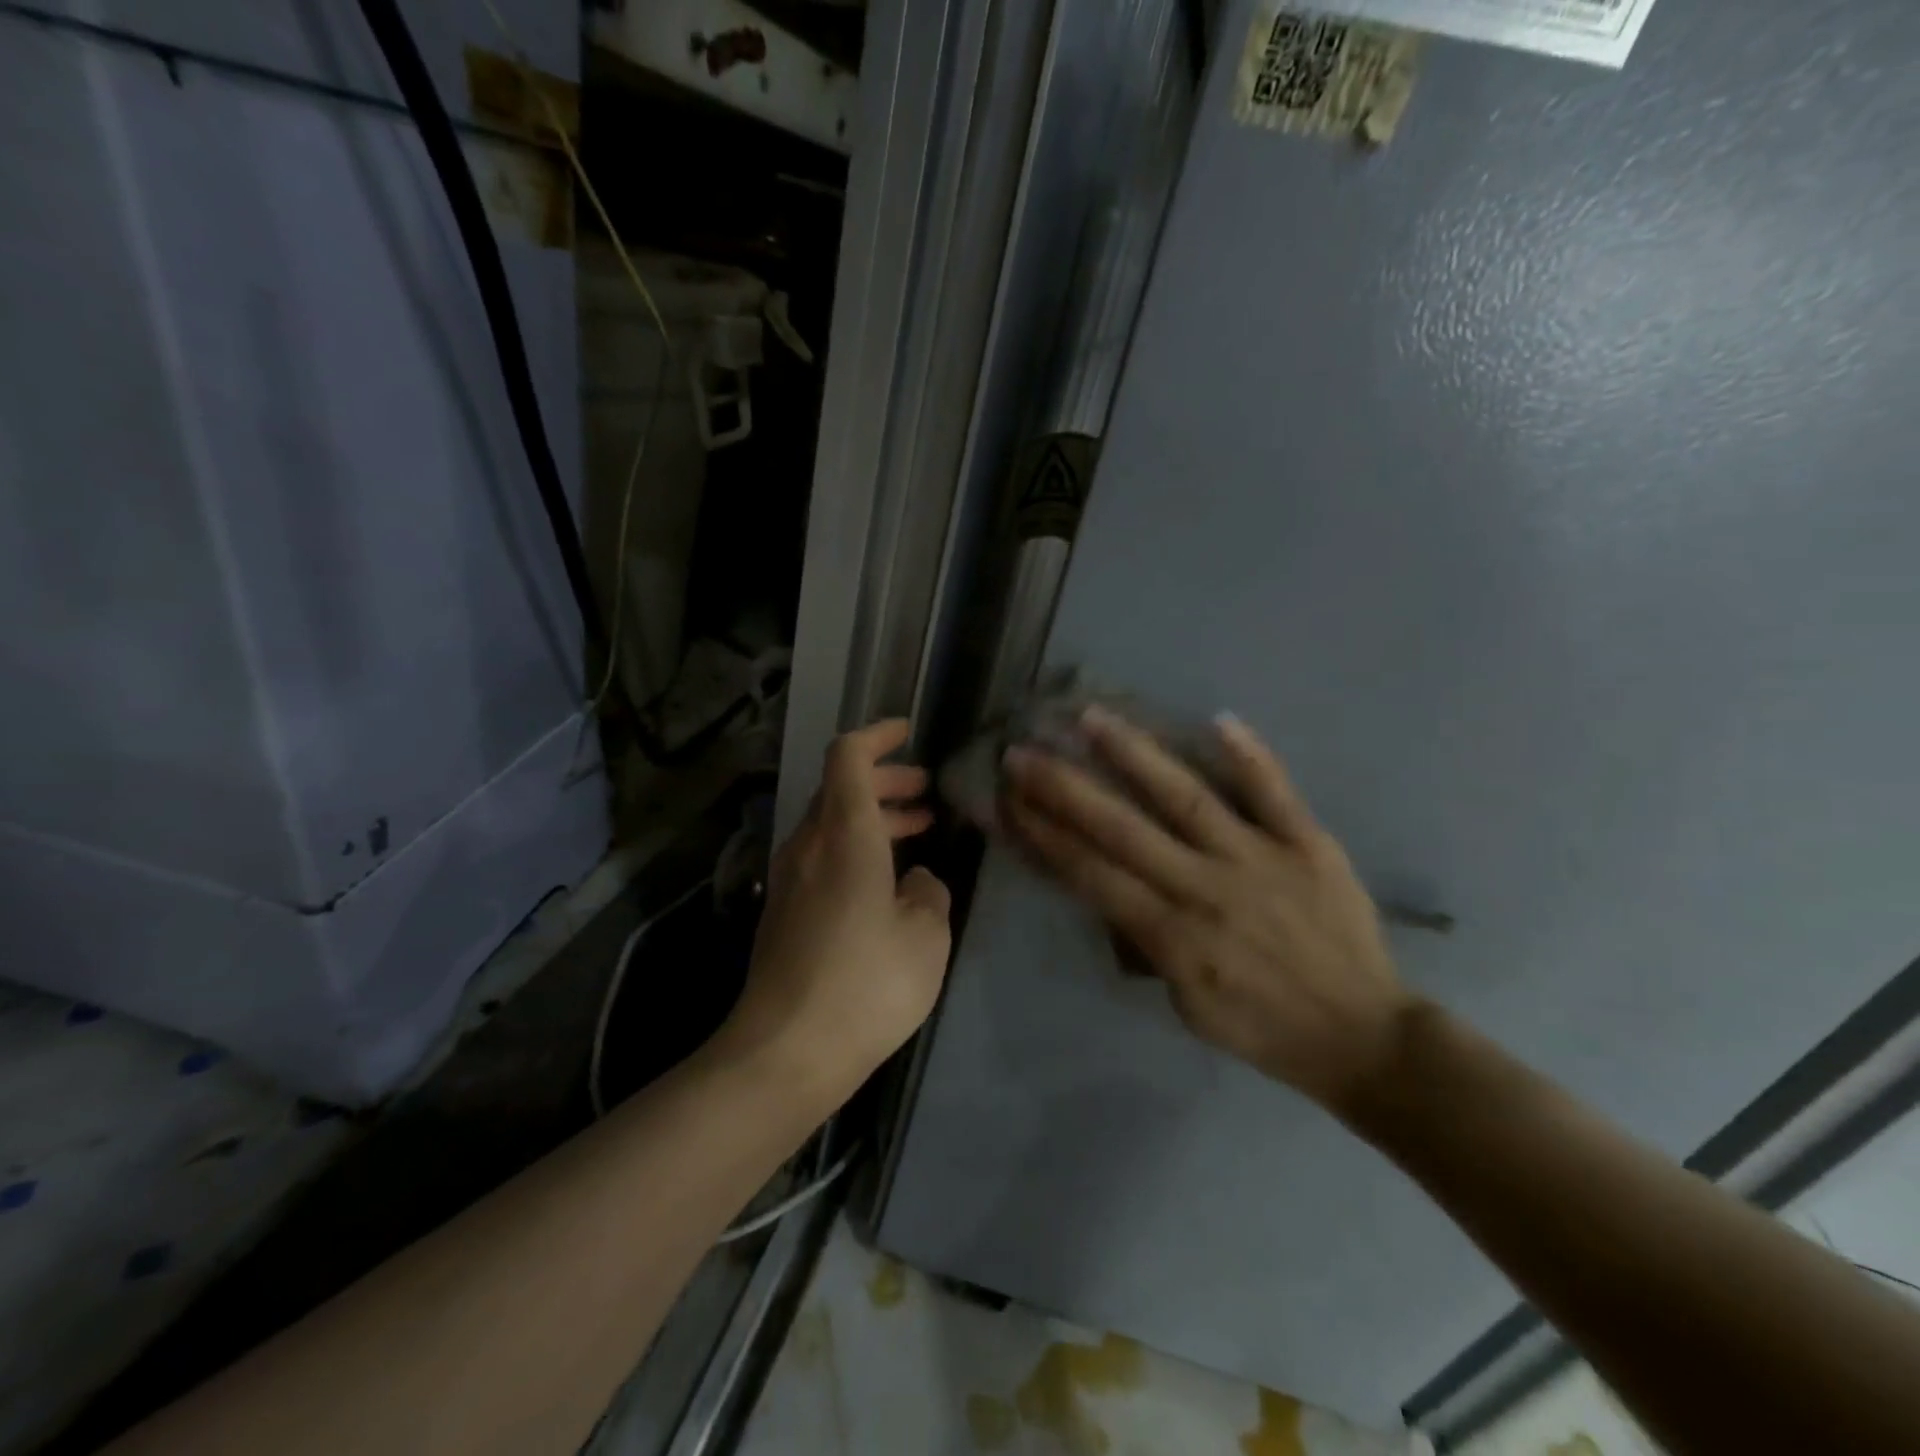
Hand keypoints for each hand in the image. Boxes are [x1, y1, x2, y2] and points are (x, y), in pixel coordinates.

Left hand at [721, 721, 952, 1100]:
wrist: (786, 1051)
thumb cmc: (866, 982)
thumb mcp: (926, 936)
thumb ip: (929, 892)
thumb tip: (916, 879)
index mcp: (845, 833)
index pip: (849, 756)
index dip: (877, 735)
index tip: (908, 732)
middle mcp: (809, 844)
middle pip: (840, 788)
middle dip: (885, 781)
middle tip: (926, 795)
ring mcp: (788, 878)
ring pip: (831, 824)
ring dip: (872, 818)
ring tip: (917, 832)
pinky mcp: (782, 911)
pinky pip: (822, 857)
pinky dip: (856, 848)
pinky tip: (885, 881)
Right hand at [1002, 707, 1413, 1113]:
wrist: (1365, 1037)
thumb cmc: (1263, 1029)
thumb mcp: (1187, 1005)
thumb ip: (1146, 944)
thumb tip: (1112, 890)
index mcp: (1174, 936)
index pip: (1092, 874)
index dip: (1044, 835)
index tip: (1007, 800)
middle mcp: (1207, 888)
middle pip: (1123, 829)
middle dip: (1065, 789)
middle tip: (1023, 751)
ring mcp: (1260, 859)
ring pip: (1187, 797)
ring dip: (1136, 755)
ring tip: (1093, 717)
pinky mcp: (1309, 845)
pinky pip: (1275, 793)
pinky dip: (1250, 756)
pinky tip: (1219, 718)